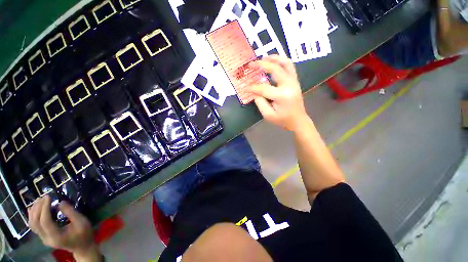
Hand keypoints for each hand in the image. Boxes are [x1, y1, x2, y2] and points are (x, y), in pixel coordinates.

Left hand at [28, 196, 100, 261]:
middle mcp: (46, 239)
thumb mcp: (82, 222)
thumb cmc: (84, 234)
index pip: (44, 221)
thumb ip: (71, 213)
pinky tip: (34, 209)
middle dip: (38, 208)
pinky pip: (33, 226)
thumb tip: (60, 202)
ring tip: (39, 200)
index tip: (48, 197)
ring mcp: (44, 238)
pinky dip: (32, 216)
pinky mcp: (43, 236)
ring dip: (34, 211)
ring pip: (32, 224)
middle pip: (35, 223)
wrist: (82, 247)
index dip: (44, 208)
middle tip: (44, 197)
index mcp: (56, 237)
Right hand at [247, 55, 307, 130]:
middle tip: (251, 64)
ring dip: (274, 58)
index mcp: (282, 96)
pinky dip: (281, 61)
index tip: (244, 88)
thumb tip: (254, 91)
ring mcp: (294, 81)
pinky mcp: (295, 81)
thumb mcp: (268, 115)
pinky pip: (289, 66)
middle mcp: (289, 85)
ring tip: (263, 58)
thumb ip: (260, 102)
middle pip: (275, 69)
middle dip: (261, 65)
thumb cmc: (282, 120)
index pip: (263, 88)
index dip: (252, 87)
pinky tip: (273, 61)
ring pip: (285, 63)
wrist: (298, 120)